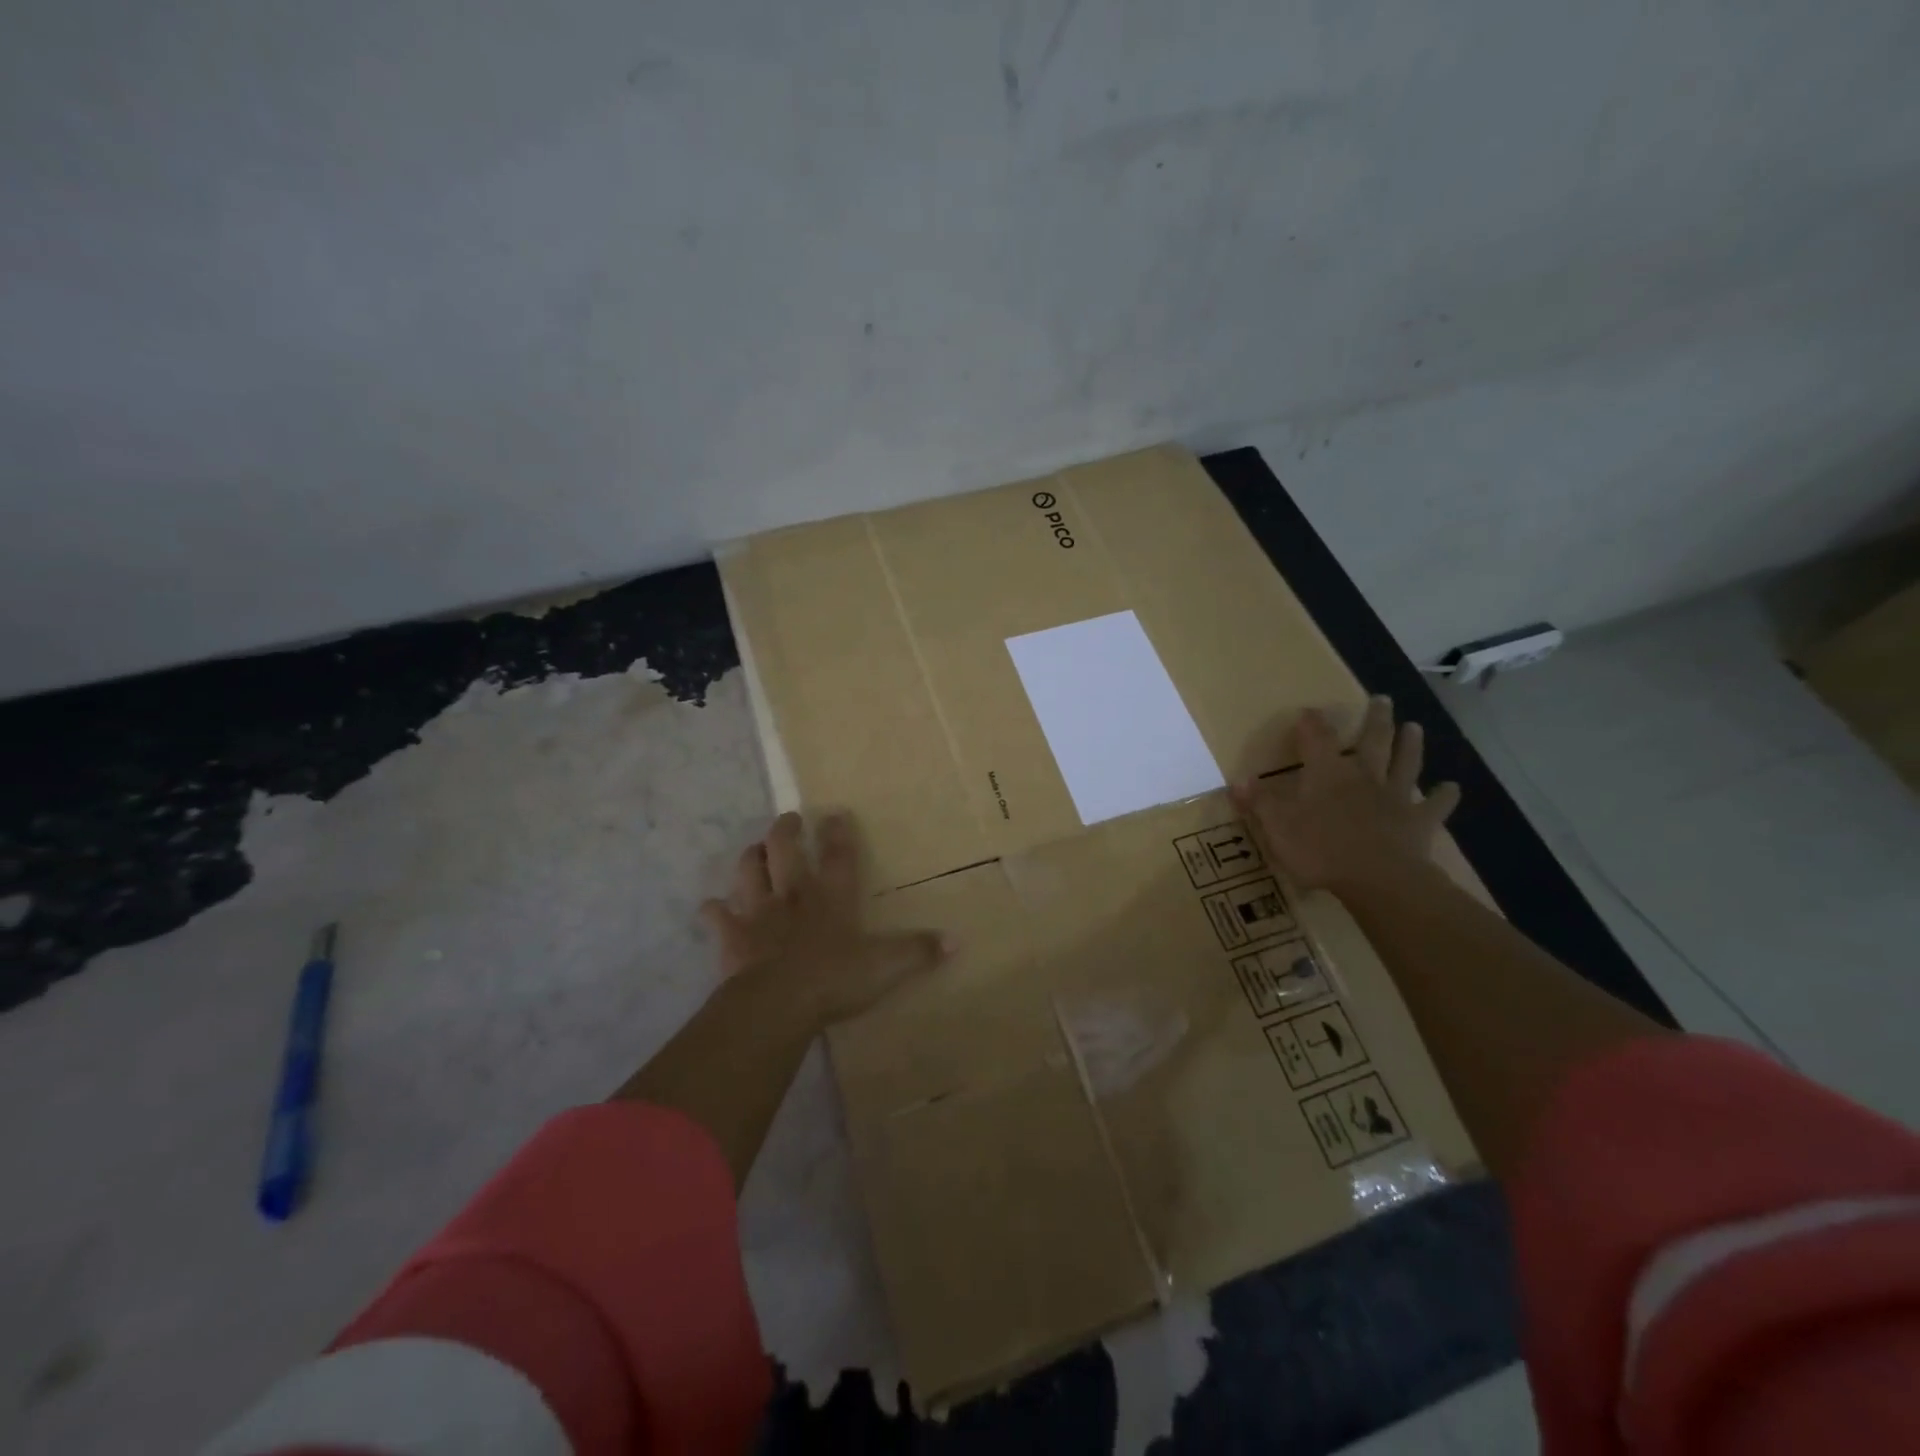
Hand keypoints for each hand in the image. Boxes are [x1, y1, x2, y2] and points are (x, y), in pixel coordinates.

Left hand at [702, 812, 949, 1028]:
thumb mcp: (887, 967)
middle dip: (787, 830)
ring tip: (753, 849)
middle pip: (785, 851)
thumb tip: (957, 941)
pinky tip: (710, 907)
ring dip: (750, 858)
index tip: (835, 813)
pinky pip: (717, 916)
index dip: (839, 833)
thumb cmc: (834, 980)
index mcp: (832, 898)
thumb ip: (919, 952)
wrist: (777, 1004)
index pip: (839, 856)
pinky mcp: (732, 936)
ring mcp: (759, 913)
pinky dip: (712, 911)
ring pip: (749, 872)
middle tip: (789, 819)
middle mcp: (794, 896)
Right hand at [1230, 696, 1460, 894]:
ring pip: (1405, 764)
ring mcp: (1395, 797)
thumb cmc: (1320, 850)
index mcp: (1327, 773)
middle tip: (1382, 699)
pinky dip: (1444, 796)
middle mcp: (1363, 776)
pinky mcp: (1419, 822)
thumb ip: (1259, 802)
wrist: (1378, 879)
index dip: (1312, 723)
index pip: (1317, 738)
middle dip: (1375, 719)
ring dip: (1410, 745)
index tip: (1310, 710)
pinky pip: (1434, 805)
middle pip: (1372, 741)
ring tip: (1415, 727)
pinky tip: (1452, 788)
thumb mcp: (1277, 826)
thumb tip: (1237, 781)